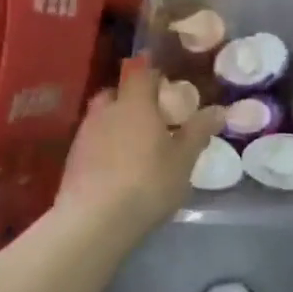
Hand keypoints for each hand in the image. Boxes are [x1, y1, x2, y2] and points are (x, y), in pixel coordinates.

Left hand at [58, 60, 223, 235]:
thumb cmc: (147, 183)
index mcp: (135, 102)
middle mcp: (106, 110)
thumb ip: (199, 131)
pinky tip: (120, 166)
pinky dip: (107, 144)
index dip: (151, 70)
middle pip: (117, 91)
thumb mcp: (184, 159)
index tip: (166, 82)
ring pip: (103, 116)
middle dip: (133, 98)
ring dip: (119, 122)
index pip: (139, 70)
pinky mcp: (73, 159)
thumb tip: (219, 110)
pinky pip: (94, 139)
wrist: (93, 222)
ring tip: (139, 144)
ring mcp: (85, 134)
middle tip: (155, 116)